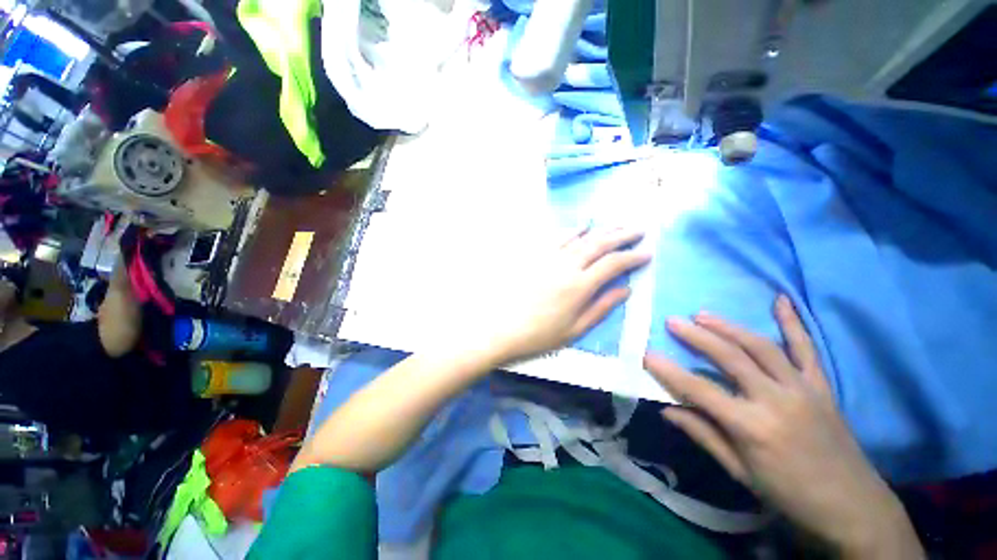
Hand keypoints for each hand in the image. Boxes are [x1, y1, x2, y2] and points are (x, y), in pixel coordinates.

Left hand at [491, 227, 650, 362]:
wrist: (504, 327)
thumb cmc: (541, 334)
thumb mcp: (576, 329)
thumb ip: (602, 307)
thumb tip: (627, 290)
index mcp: (579, 286)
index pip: (613, 264)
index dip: (632, 256)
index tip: (647, 253)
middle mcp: (567, 266)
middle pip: (599, 244)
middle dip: (622, 235)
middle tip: (640, 230)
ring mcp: (550, 258)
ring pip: (581, 238)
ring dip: (602, 230)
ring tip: (618, 225)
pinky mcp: (537, 257)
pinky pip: (558, 238)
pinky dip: (573, 230)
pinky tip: (583, 226)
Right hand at [644, 296, 922, 557]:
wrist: (851, 504)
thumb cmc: (788, 493)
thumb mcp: (740, 472)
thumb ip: (703, 435)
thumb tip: (667, 409)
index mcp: (752, 427)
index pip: (700, 390)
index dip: (669, 371)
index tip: (647, 353)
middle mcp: (776, 400)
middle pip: (730, 358)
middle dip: (697, 337)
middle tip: (673, 321)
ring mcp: (803, 389)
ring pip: (761, 347)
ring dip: (729, 327)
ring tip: (703, 314)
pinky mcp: (821, 385)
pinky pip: (806, 348)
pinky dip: (793, 323)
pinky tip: (781, 300)